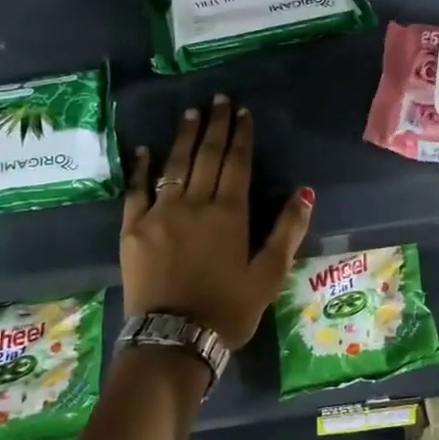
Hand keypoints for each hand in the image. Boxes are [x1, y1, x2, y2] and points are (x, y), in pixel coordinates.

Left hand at [121, 95, 314, 347]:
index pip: (237, 163)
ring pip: (174, 165)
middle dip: (214, 125)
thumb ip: (287, 231)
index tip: (242, 112)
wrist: (174, 340)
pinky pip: (135, 190)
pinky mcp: (133, 229)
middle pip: (206, 156)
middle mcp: (194, 204)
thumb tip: (305, 192)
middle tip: (218, 99)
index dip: (241, 135)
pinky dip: (139, 168)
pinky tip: (144, 150)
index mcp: (229, 213)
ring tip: (191, 113)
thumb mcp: (269, 275)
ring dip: (184, 137)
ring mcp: (160, 213)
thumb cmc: (228, 309)